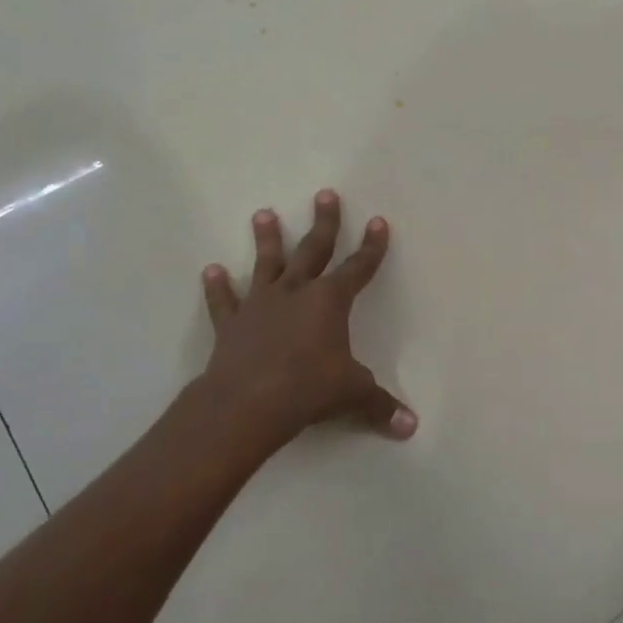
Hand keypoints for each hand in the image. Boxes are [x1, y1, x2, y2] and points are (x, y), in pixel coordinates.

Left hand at [195, 190, 416, 451]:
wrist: (247, 403)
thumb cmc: (308, 390)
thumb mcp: (352, 395)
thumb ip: (380, 405)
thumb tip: (411, 427)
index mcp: (330, 301)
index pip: (358, 267)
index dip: (372, 246)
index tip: (379, 221)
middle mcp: (296, 292)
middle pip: (313, 249)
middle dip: (323, 223)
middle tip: (325, 194)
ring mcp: (260, 304)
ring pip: (266, 264)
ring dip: (267, 239)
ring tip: (263, 214)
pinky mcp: (232, 323)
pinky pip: (224, 300)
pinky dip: (217, 286)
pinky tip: (210, 270)